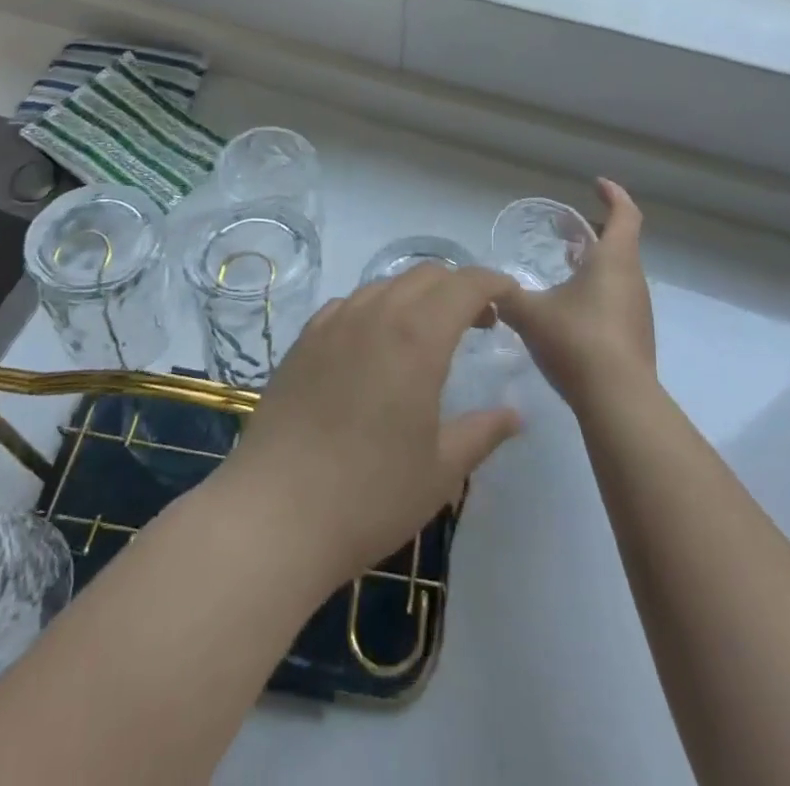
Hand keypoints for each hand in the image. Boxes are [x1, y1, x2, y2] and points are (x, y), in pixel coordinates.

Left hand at [217, 265, 523, 585]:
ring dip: (417, 296)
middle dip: (459, 287)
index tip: (511, 298)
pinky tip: (375, 346)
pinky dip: (376, 309)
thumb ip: (482, 432)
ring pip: (385, 285)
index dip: (493, 283)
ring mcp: (333, 323)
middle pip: (426, 276)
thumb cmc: (370, 496)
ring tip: (428, 335)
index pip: (464, 284)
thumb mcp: (440, 471)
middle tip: (478, 323)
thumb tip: (515, 414)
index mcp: (416, 337)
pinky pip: (349, 305)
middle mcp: (375, 314)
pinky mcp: (304, 340)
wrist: (274, 514)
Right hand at [500, 179, 656, 416]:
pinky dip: (598, 290)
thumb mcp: (529, 313)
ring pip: (620, 273)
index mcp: (614, 260)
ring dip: (596, 263)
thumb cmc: (576, 341)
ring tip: (565, 266)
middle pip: (622, 243)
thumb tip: (482, 286)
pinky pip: (618, 299)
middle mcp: (633, 279)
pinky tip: (571, 309)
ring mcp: (638, 310)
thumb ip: (503, 295)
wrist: (618, 401)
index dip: (613, 195)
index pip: (625, 214)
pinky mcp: (636, 337)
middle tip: (567, 230)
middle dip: (596, 232)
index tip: (596, 185)